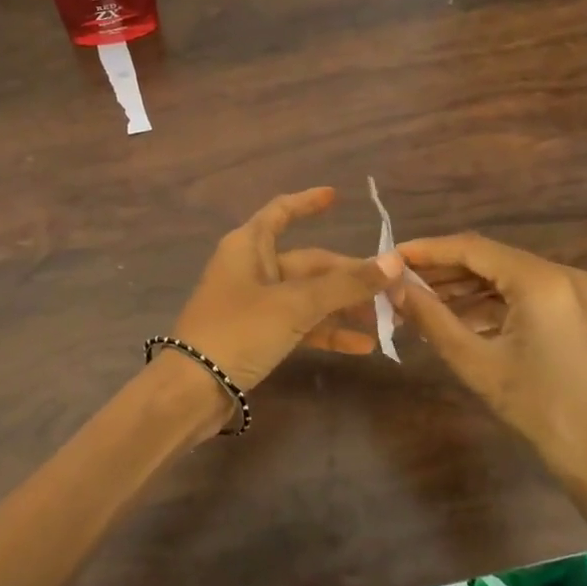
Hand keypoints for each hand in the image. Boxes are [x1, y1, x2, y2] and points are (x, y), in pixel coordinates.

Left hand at [172, 187, 404, 391]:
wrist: (193, 389)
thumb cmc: (239, 331)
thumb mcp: (295, 304)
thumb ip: (345, 284)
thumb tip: (393, 261)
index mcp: (248, 246)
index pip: (280, 212)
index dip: (307, 202)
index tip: (336, 196)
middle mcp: (251, 268)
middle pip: (308, 262)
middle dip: (349, 276)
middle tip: (392, 289)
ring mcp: (255, 304)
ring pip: (307, 296)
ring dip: (343, 307)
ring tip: (386, 320)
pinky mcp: (258, 335)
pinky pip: (300, 325)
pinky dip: (327, 332)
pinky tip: (361, 345)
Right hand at [392, 232, 586, 491]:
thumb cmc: (539, 410)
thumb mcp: (475, 362)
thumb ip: (430, 318)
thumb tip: (394, 287)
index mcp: (542, 281)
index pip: (472, 249)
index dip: (427, 251)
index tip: (391, 258)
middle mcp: (564, 275)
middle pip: (490, 260)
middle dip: (443, 272)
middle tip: (399, 283)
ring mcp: (577, 293)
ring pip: (507, 277)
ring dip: (465, 289)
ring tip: (419, 303)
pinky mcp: (580, 312)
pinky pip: (526, 295)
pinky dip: (491, 304)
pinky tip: (457, 319)